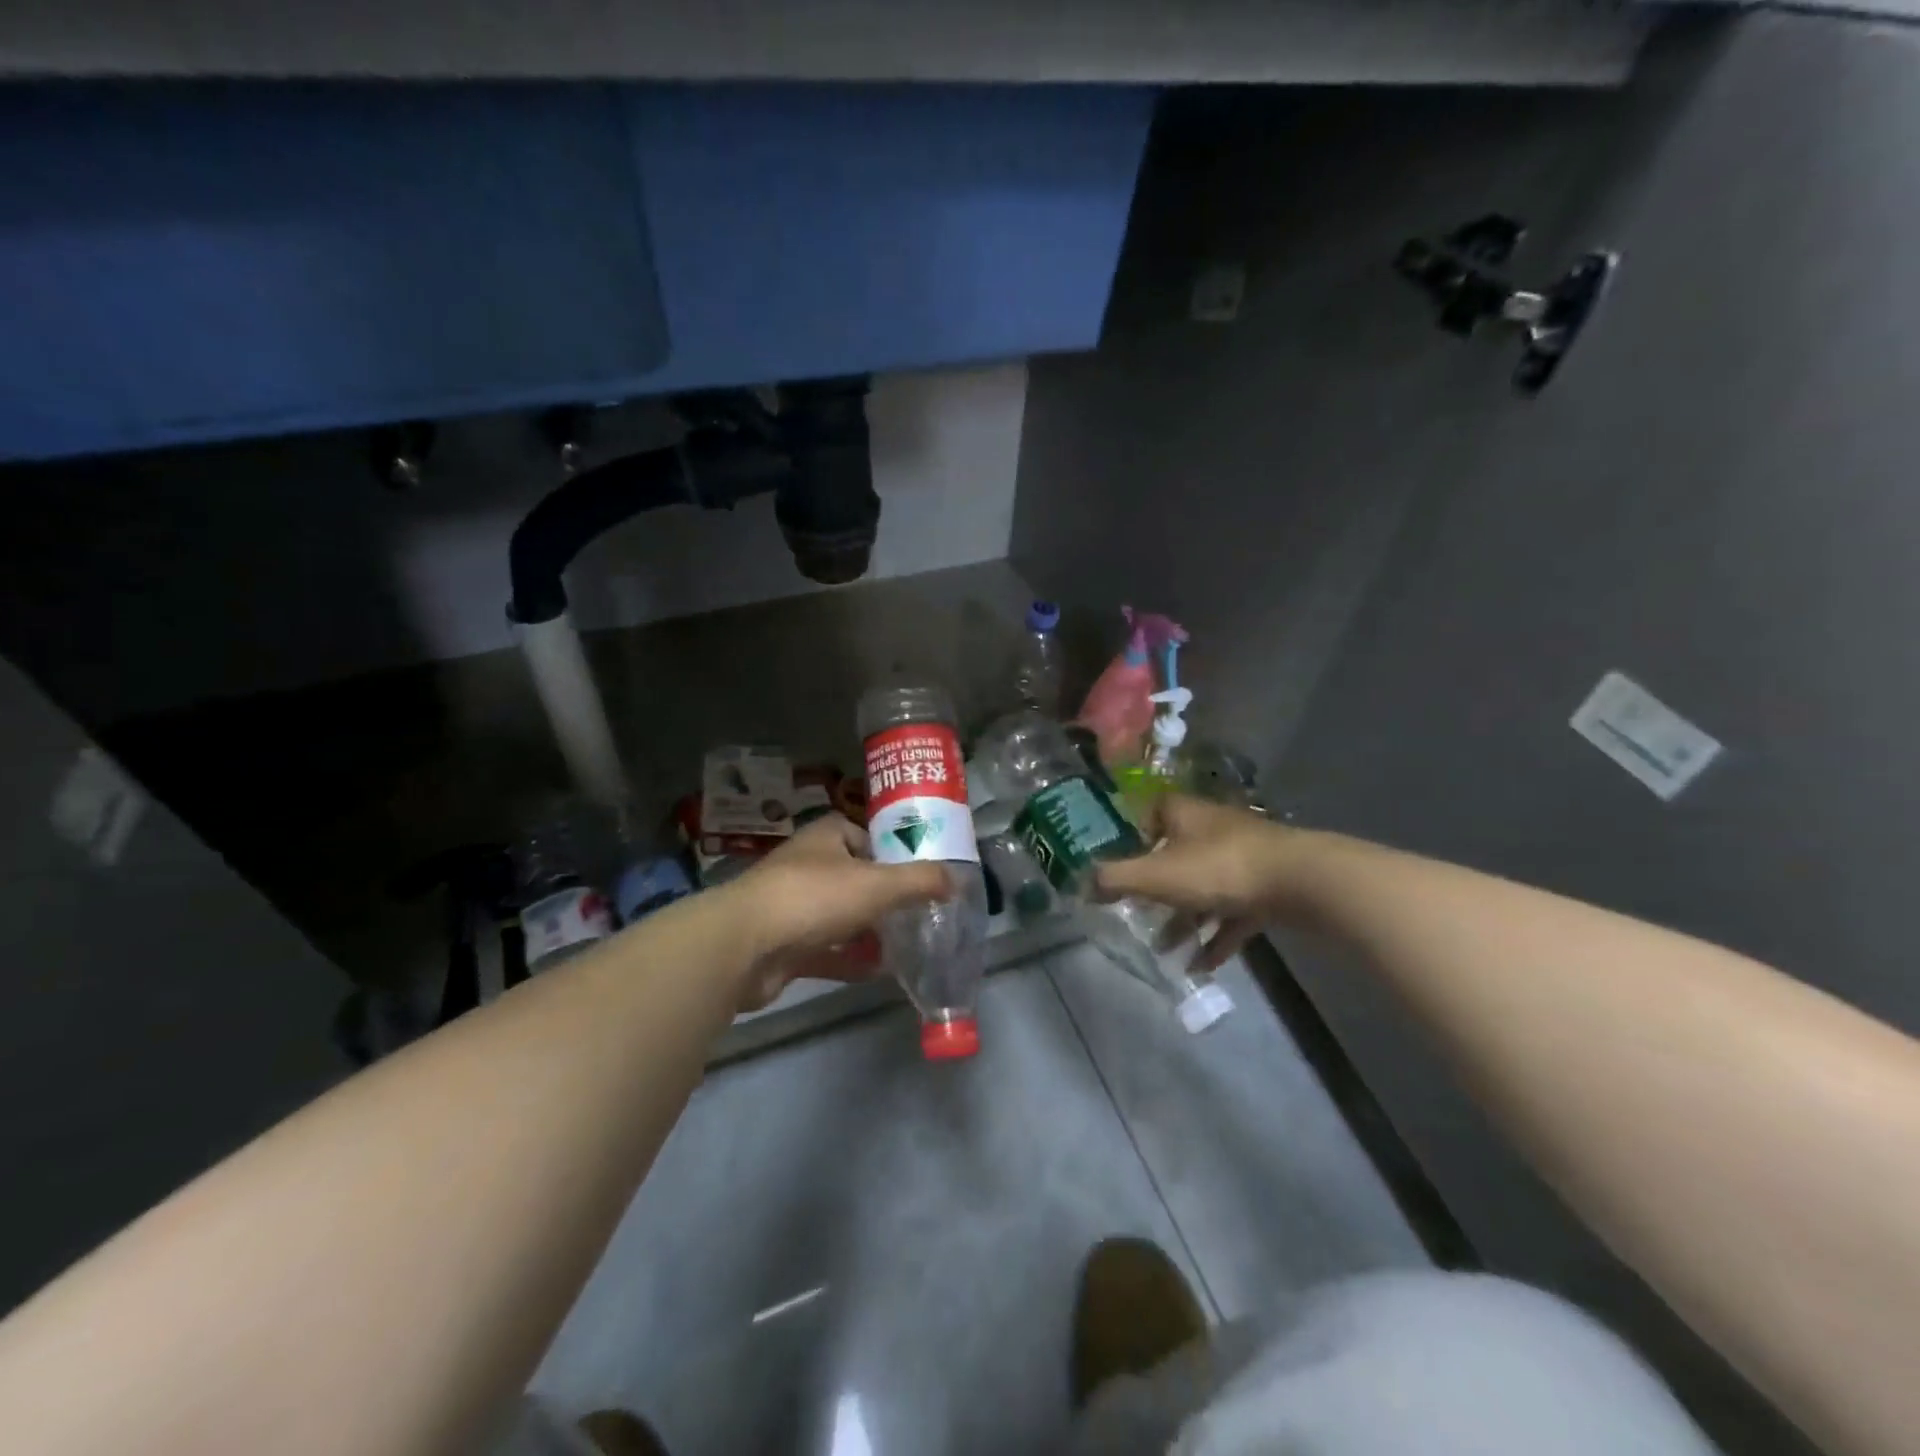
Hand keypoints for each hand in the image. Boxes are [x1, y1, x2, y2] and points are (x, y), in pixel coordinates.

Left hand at [721, 815, 949, 1010]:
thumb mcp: (878, 884)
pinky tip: (878, 972)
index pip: (863, 834)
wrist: (743, 946)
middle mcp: (807, 866)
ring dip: (868, 931)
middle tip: (919, 914)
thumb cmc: (813, 898)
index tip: (919, 873)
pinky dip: (850, 960)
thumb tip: (957, 879)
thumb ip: (920, 881)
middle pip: (854, 877)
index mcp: (826, 838)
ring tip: (906, 944)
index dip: (891, 851)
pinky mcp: (784, 946)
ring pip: (840, 916)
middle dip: (884, 896)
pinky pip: (826, 951)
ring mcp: (792, 907)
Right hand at [1092, 795, 1306, 970]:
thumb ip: (1114, 879)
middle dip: (1157, 888)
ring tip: (1164, 949)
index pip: (1153, 811)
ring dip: (1185, 918)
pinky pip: (1233, 913)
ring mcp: (1244, 858)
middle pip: (1177, 854)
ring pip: (1205, 888)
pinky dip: (1217, 937)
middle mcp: (1213, 830)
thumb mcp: (1157, 875)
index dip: (1135, 832)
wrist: (1301, 882)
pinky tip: (1202, 966)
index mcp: (1185, 815)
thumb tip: (1080, 883)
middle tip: (1136, 912)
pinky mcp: (1267, 887)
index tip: (1120, 859)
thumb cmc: (1219, 868)